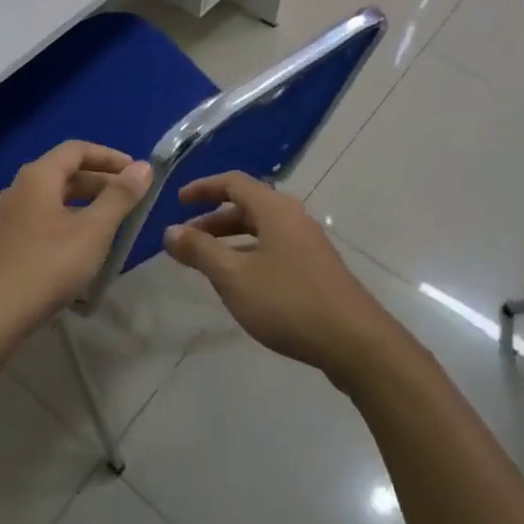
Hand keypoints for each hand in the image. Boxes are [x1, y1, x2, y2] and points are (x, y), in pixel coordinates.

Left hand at [0, 141, 151, 339]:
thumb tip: (144, 167)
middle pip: (65, 173)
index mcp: (38, 176)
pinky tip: (81, 250)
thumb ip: (120, 197)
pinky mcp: (4, 245)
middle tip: (131, 201)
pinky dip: (68, 224)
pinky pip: (42, 221)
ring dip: (85, 205)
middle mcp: (19, 189)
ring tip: (112, 225)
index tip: (137, 172)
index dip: (110, 157)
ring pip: (53, 200)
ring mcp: (8, 218)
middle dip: (101, 182)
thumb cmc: (47, 265)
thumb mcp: (93, 230)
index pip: (77, 149)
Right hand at [163, 172, 400, 383]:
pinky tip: (240, 283)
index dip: (203, 188)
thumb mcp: (234, 277)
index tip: (178, 201)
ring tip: (207, 263)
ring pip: (261, 230)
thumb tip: (170, 231)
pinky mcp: (315, 268)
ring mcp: (308, 243)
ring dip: (231, 240)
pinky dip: (249, 255)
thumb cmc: (288, 301)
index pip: (233, 182)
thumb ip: (200, 251)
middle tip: (186, 240)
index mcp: (274, 209)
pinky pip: (274, 248)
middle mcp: (292, 217)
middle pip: (247, 206)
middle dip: (213, 220)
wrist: (354, 341)